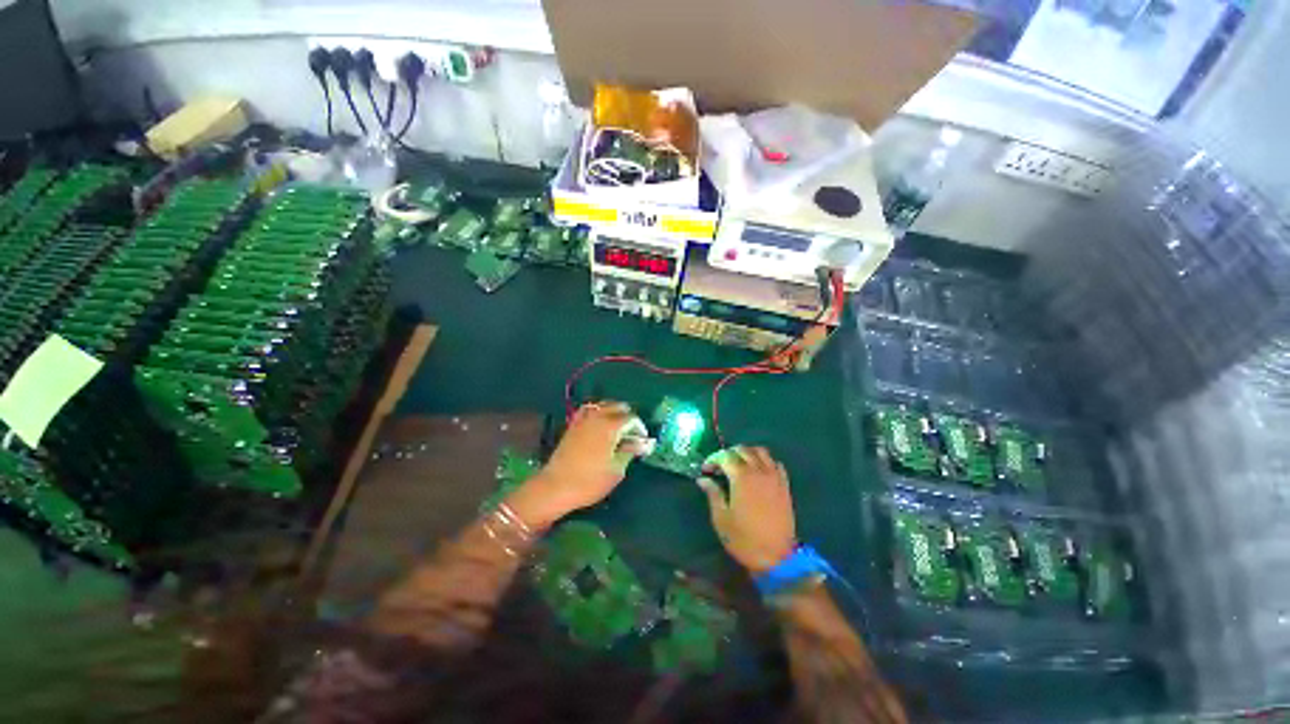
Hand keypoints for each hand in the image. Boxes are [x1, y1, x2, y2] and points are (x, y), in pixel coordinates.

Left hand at [506, 402, 645, 529]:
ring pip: (603, 405)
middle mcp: (597, 417)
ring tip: (617, 426)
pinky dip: (597, 412)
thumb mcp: (617, 470)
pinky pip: (588, 410)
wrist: (555, 487)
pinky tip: (599, 422)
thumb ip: (629, 453)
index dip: (640, 428)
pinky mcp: (573, 425)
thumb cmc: (590, 481)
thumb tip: (639, 444)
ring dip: (613, 411)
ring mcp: (583, 419)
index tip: (642, 441)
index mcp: (611, 426)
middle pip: (618, 406)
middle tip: (631, 433)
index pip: (632, 418)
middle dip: (627, 416)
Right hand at [697, 446, 797, 574]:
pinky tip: (758, 472)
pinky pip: (775, 463)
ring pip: (761, 452)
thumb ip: (713, 494)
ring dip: (747, 453)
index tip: (706, 470)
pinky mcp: (785, 485)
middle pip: (743, 449)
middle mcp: (759, 472)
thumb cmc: (744, 539)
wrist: (777, 558)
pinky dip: (765, 461)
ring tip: (738, 464)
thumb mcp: (721, 518)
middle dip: (728, 453)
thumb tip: (703, 479)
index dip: (713, 459)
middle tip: (719, 466)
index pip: (725, 456)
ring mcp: (775, 477)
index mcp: (742, 477)